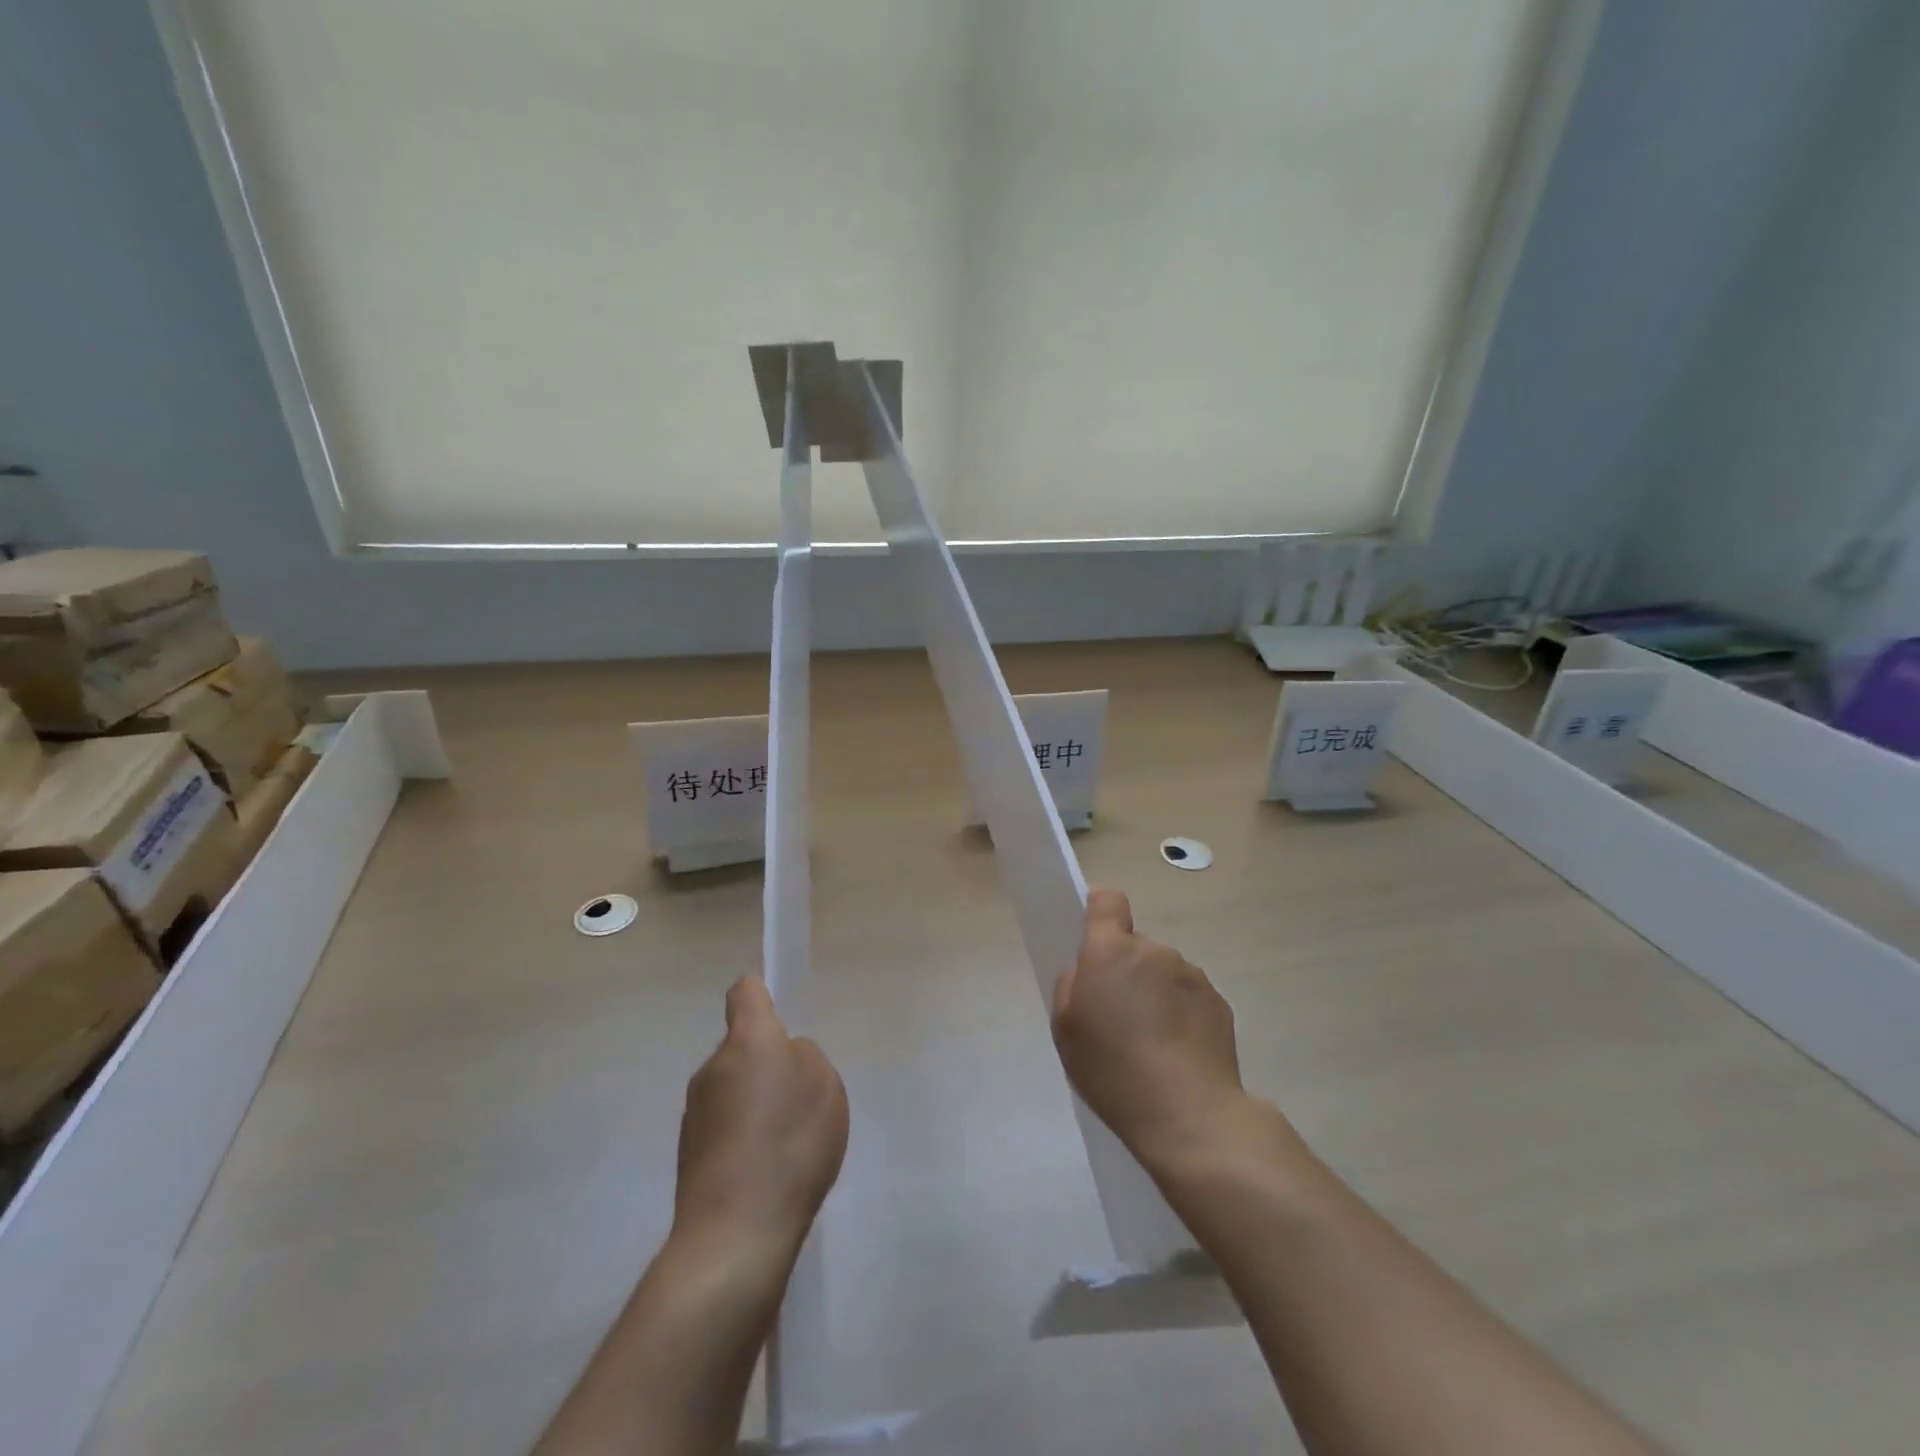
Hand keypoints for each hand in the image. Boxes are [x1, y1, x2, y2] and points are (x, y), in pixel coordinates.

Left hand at [674, 977, 848, 1256]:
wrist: (735, 1234)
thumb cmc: (790, 1144)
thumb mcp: (825, 1086)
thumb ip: (805, 1058)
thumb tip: (783, 1059)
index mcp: (748, 1041)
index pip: (745, 993)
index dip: (763, 996)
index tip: (780, 1016)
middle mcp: (712, 1068)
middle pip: (742, 1048)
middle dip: (767, 1063)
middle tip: (798, 1099)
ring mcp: (695, 1113)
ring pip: (733, 1089)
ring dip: (755, 1103)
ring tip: (785, 1144)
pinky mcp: (688, 1154)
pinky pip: (724, 1127)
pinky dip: (743, 1138)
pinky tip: (765, 1172)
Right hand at [1051, 887, 1249, 1170]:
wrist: (1190, 1115)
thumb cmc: (1114, 1071)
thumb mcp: (1066, 1032)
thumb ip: (1070, 986)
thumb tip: (1086, 970)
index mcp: (1111, 951)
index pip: (1108, 901)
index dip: (1099, 911)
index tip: (1094, 939)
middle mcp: (1154, 952)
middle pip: (1134, 946)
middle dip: (1125, 971)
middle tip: (1119, 1018)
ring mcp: (1191, 975)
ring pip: (1163, 972)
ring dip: (1155, 993)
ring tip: (1152, 1044)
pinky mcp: (1219, 1003)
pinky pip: (1189, 997)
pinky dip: (1181, 1015)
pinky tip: (1177, 1055)